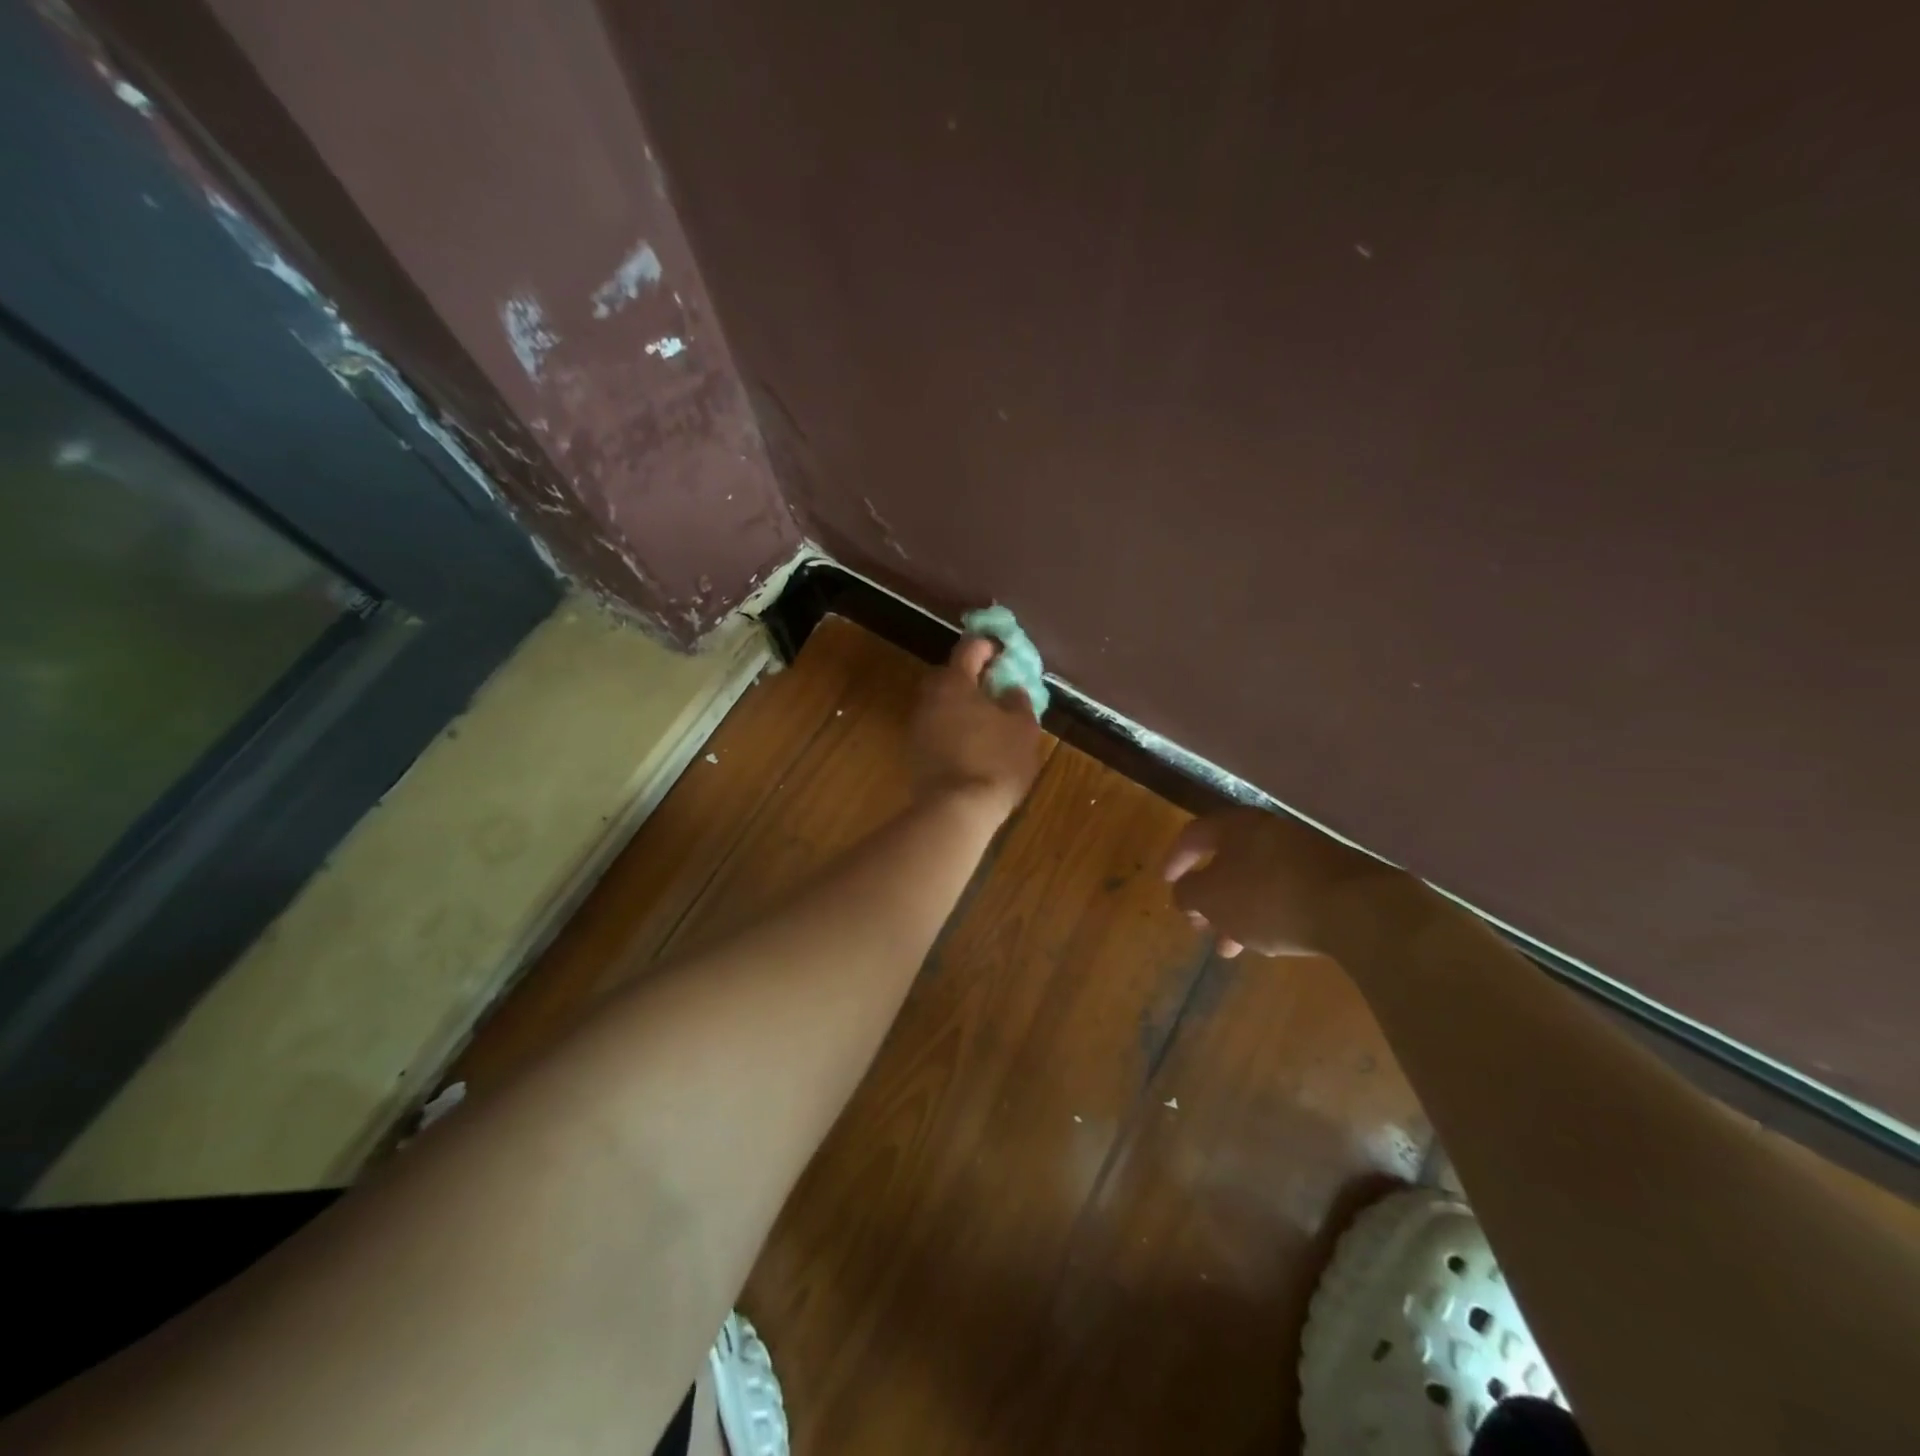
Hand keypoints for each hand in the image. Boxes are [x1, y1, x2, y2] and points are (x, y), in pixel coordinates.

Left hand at [910, 636, 1046, 823]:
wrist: (956, 810)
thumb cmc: (995, 762)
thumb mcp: (1022, 728)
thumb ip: (1018, 700)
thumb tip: (1010, 688)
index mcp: (954, 683)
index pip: (969, 648)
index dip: (988, 646)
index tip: (1003, 653)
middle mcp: (929, 697)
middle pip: (949, 675)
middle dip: (971, 677)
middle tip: (995, 688)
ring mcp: (917, 725)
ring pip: (941, 703)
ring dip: (960, 704)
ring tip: (986, 719)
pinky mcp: (914, 751)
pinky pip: (936, 727)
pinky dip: (952, 727)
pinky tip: (971, 742)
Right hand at [1162, 806, 1411, 958]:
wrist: (1358, 909)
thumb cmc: (1269, 897)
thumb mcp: (1213, 898)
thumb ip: (1189, 893)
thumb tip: (1184, 892)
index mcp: (1237, 826)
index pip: (1194, 834)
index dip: (1175, 858)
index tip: (1165, 883)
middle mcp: (1269, 831)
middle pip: (1227, 859)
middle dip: (1209, 896)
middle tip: (1197, 923)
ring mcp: (1304, 853)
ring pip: (1256, 881)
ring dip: (1236, 912)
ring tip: (1228, 947)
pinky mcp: (1331, 878)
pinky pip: (1285, 893)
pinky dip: (1267, 914)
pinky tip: (1268, 942)